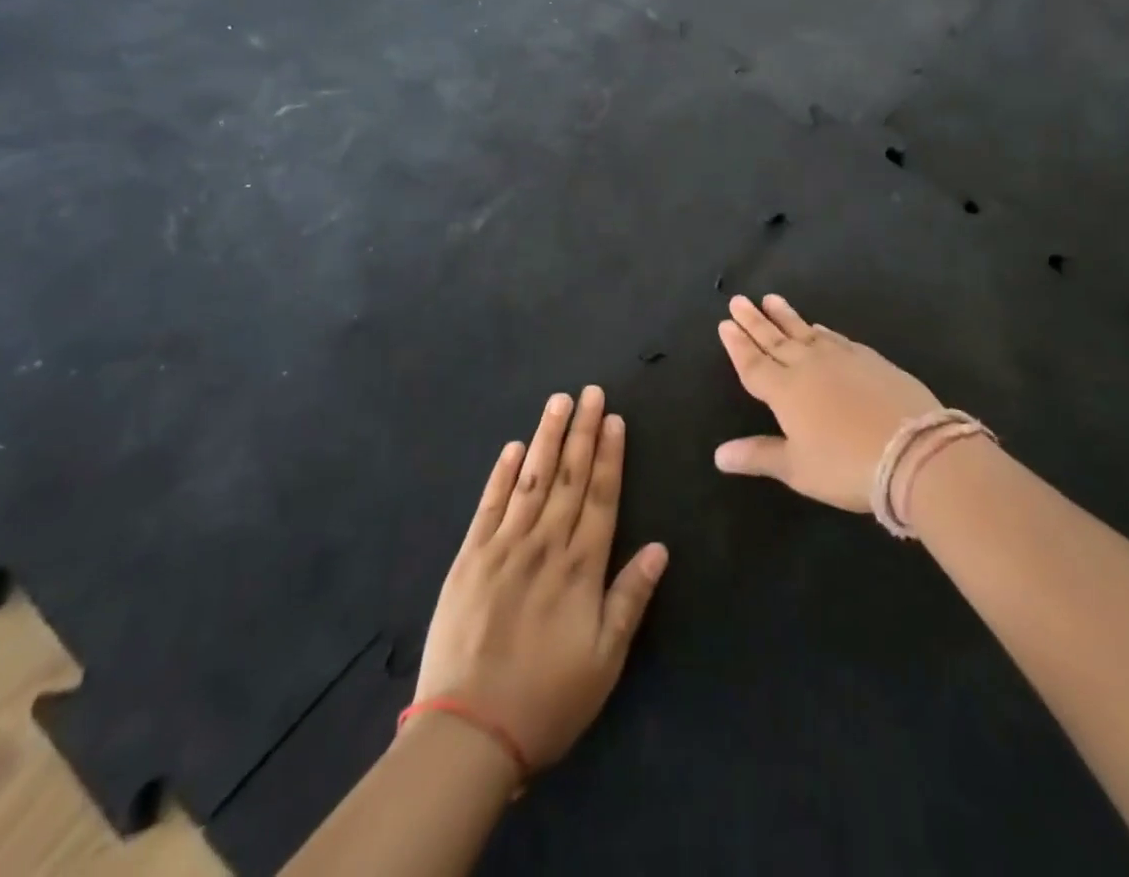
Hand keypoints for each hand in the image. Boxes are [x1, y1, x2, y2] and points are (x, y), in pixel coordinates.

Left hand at [413, 386, 667, 773]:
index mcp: (580, 567)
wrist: (468, 734)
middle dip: (583, 431)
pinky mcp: (469, 558)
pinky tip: (513, 447)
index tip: (614, 419)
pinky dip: (502, 473)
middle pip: (569, 477)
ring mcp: (504, 547)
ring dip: (547, 438)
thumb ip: (631, 598)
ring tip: (559, 402)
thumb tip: (660, 547)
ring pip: (531, 479)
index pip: (601, 496)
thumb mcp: (605, 661)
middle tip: (591, 392)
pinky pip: (489, 505)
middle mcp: (545, 545)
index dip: (610, 455)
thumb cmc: (546, 700)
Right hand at [713, 294, 941, 511]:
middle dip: (754, 321)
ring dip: (785, 316)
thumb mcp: (797, 468)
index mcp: (785, 391)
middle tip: (739, 300)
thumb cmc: (846, 465)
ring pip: (805, 331)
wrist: (912, 449)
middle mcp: (809, 366)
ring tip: (771, 299)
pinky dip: (822, 330)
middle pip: (775, 339)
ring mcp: (841, 358)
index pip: (753, 363)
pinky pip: (836, 338)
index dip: (738, 345)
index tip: (725, 323)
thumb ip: (758, 455)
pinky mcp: (869, 359)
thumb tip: (718, 454)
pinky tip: (819, 326)